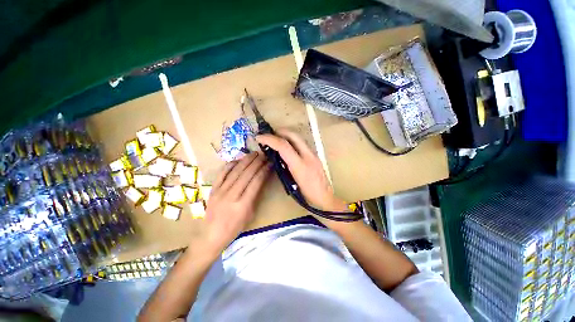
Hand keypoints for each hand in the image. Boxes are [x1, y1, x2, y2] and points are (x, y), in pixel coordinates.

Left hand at [200, 152, 270, 252]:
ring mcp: (220, 191)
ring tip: (253, 154)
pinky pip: (222, 174)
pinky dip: (230, 165)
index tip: (269, 163)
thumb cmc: (234, 228)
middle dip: (256, 162)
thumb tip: (260, 180)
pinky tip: (237, 160)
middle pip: (246, 174)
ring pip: (235, 172)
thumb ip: (254, 196)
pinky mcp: (213, 189)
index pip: (256, 182)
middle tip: (263, 155)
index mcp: (243, 205)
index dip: (263, 171)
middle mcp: (231, 195)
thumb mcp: (250, 215)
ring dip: (245, 161)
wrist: (210, 235)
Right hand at [256, 130, 347, 212]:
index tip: (259, 138)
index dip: (269, 139)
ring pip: (298, 138)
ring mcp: (314, 155)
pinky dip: (292, 141)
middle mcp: (308, 156)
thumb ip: (284, 169)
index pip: (283, 146)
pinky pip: (302, 144)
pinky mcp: (316, 156)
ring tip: (276, 139)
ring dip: (286, 135)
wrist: (326, 200)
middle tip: (268, 136)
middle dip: (279, 132)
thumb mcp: (291, 185)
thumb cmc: (308, 197)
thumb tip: (276, 158)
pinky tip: (287, 147)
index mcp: (300, 166)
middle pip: (293, 135)